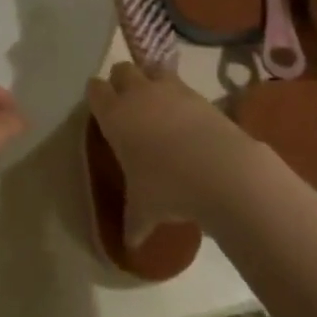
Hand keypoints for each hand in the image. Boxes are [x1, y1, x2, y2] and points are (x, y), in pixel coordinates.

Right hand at [87, 64, 270, 244]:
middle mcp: (138, 94)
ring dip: (151, 81)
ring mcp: (171, 90)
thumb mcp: (144, 210)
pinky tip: (186, 119)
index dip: (97, 95)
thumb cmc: (168, 188)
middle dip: (122, 82)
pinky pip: (182, 85)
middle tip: (127, 104)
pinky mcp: (199, 94)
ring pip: (152, 69)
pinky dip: (180, 96)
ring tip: (157, 104)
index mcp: (115, 115)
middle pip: (122, 69)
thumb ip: (134, 223)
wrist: (221, 171)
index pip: (95, 89)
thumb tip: (130, 246)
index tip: (101, 108)